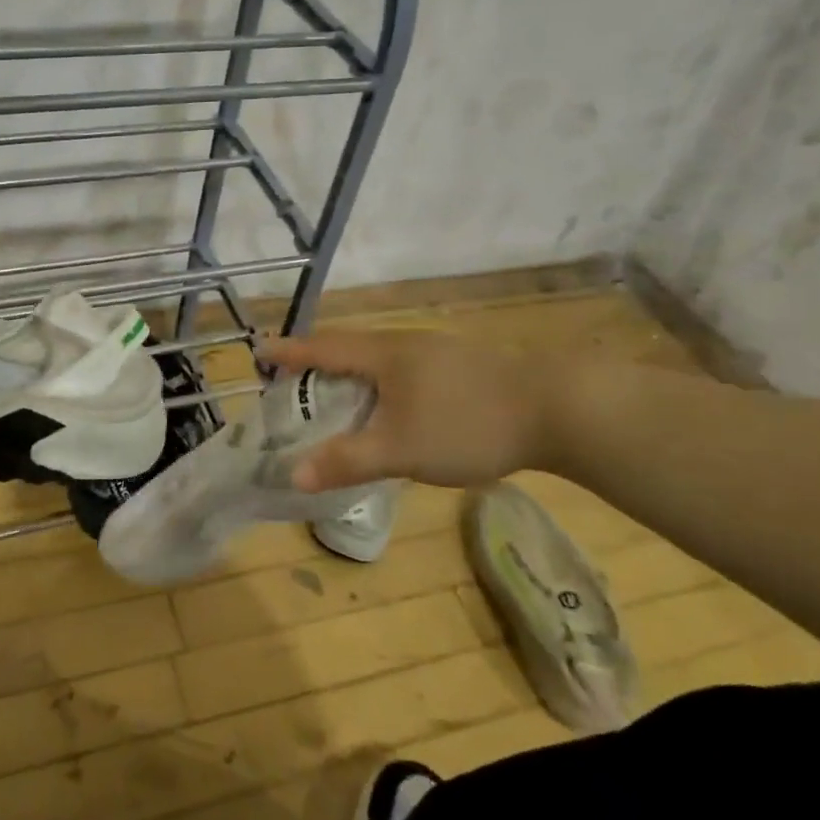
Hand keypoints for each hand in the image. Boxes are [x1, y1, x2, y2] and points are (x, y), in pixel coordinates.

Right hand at [258, 328, 558, 492]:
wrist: (559, 408)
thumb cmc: (468, 423)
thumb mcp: (400, 449)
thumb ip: (347, 461)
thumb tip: (293, 475)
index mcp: (383, 354)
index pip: (323, 348)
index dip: (290, 352)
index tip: (260, 350)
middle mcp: (406, 343)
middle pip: (349, 347)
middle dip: (318, 362)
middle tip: (293, 381)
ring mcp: (437, 352)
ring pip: (380, 358)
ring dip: (352, 374)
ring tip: (337, 397)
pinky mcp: (462, 366)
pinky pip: (404, 369)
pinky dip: (381, 384)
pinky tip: (392, 407)